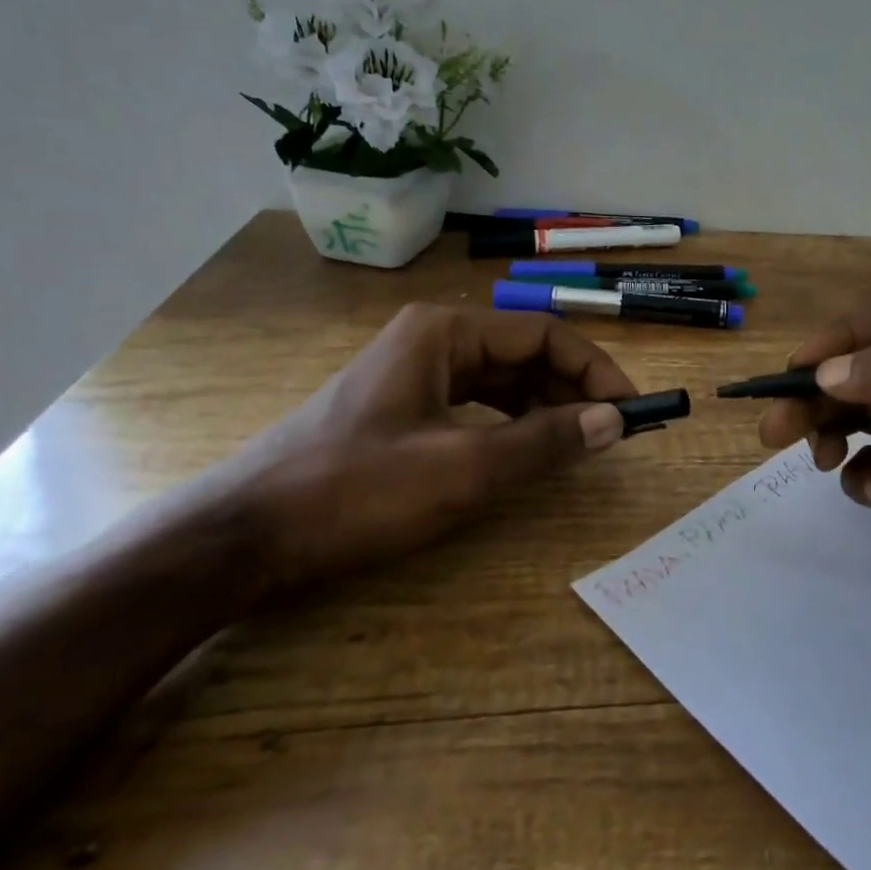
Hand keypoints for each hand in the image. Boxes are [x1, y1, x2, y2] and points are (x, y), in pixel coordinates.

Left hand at [226, 304, 636, 594]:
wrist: (241, 538)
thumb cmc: (354, 492)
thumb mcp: (461, 469)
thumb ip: (544, 442)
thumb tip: (616, 421)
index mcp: (445, 332)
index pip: (544, 334)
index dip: (594, 369)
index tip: (629, 410)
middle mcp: (432, 339)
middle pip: (523, 353)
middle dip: (571, 389)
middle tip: (610, 433)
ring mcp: (413, 372)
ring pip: (500, 379)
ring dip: (544, 406)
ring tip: (578, 443)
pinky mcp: (401, 406)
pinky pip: (474, 402)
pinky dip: (509, 422)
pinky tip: (526, 449)